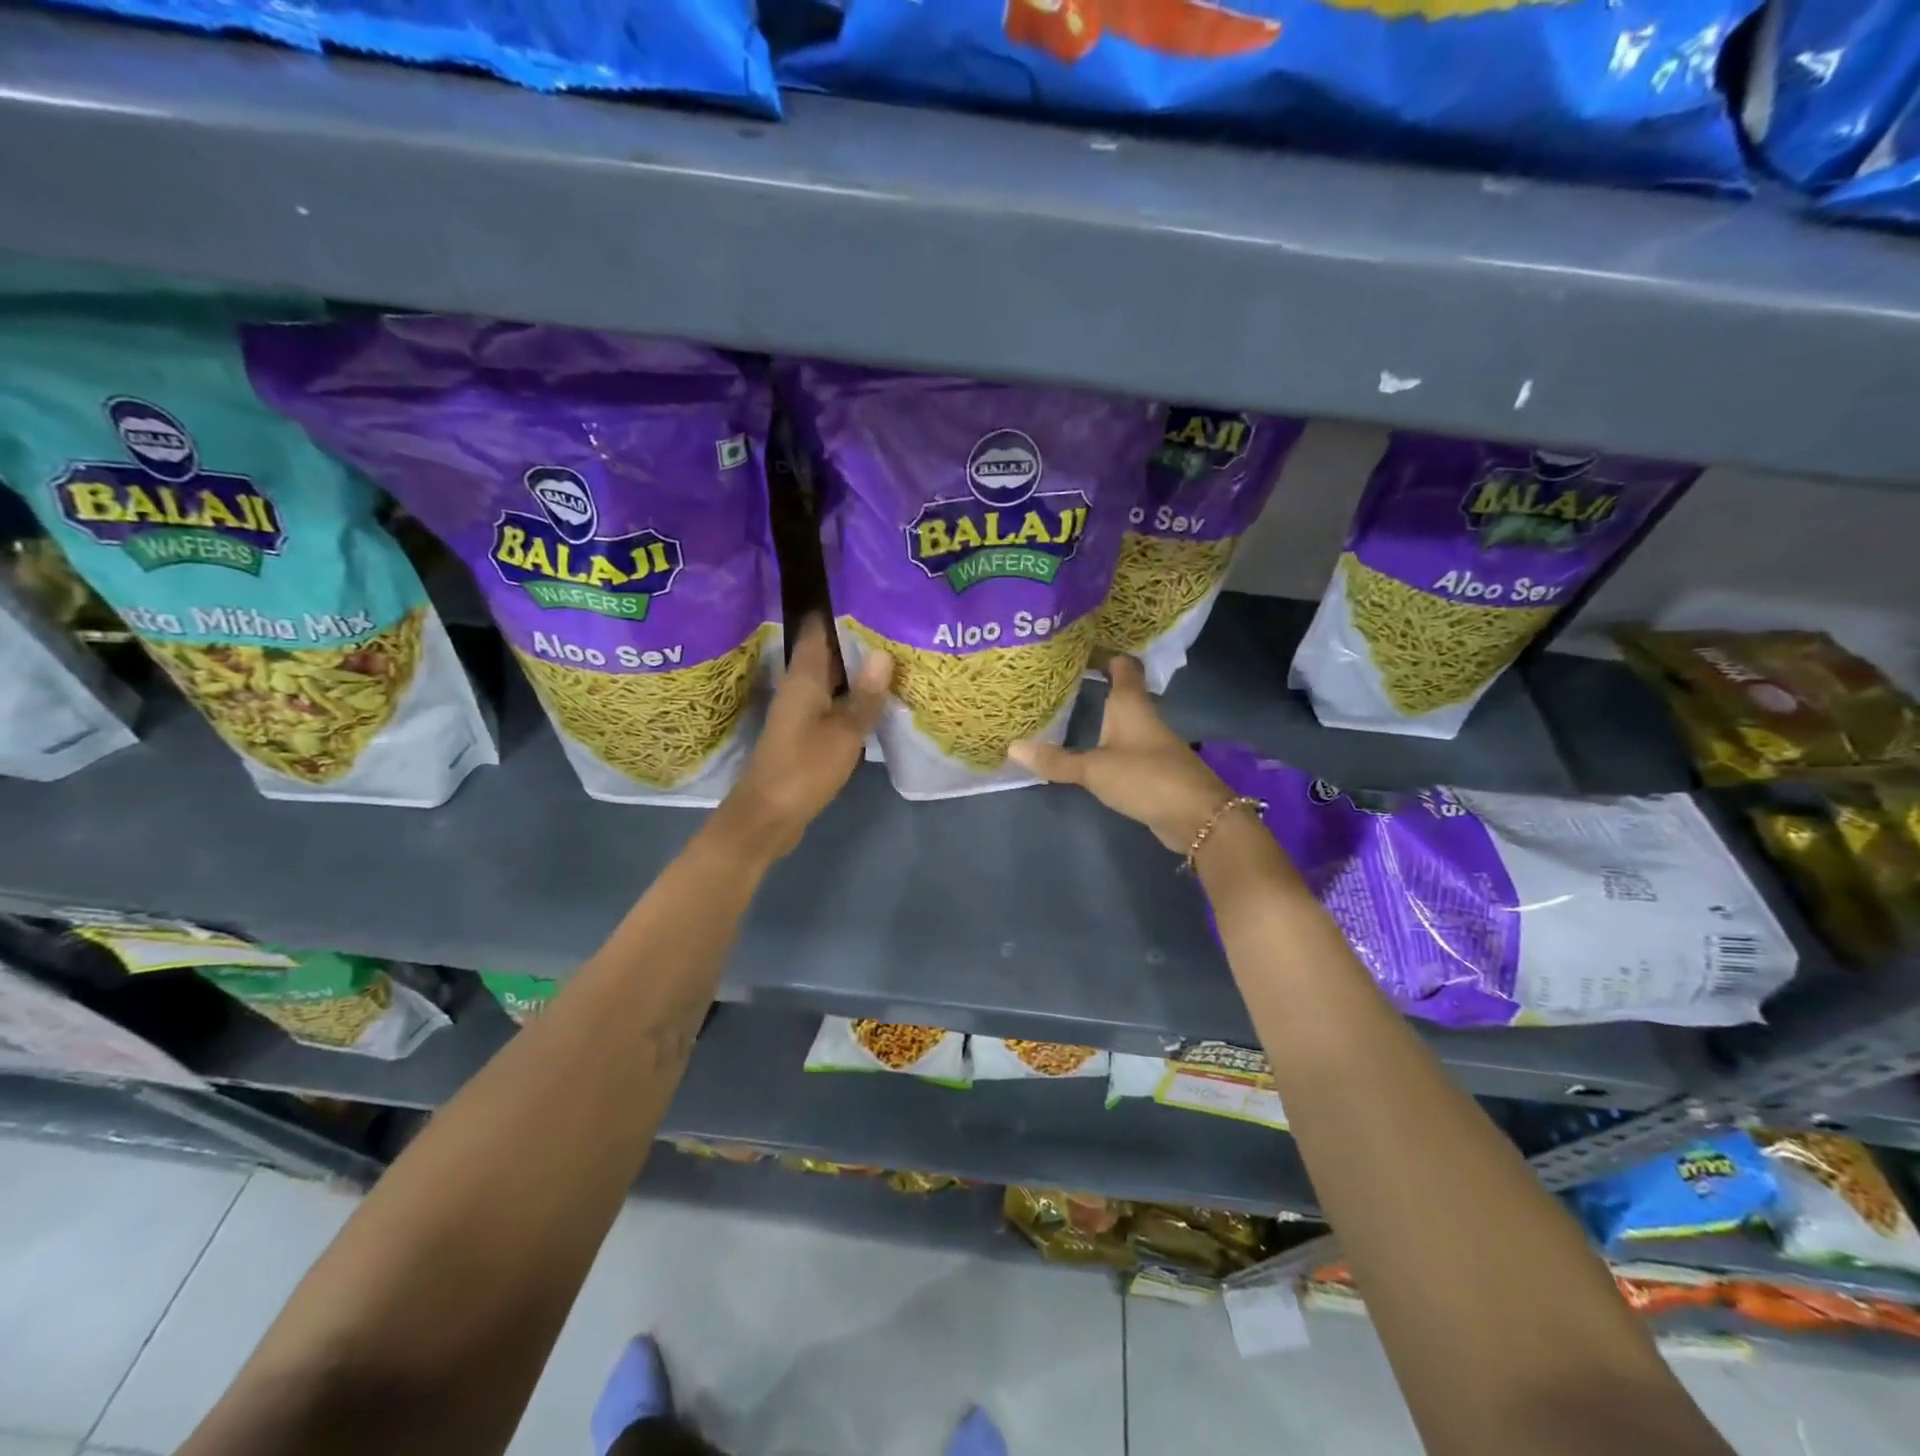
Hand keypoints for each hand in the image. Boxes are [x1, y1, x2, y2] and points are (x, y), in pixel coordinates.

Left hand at [717, 616, 890, 859]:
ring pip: (832, 680)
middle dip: (857, 640)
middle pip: (828, 654)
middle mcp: (799, 687)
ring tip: (895, 655)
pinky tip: (878, 699)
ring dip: (857, 671)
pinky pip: (832, 703)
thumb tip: (884, 653)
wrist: (769, 815)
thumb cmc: (805, 768)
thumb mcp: (845, 732)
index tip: (869, 595)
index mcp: (804, 678)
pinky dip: (853, 697)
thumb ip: (866, 695)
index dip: (839, 610)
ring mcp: (801, 711)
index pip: (818, 630)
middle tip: (895, 624)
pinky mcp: (805, 732)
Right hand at [1007, 655, 1231, 851]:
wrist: (1196, 816)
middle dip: (1096, 682)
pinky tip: (1089, 747)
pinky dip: (1108, 741)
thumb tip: (1012, 748)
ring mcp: (1151, 743)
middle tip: (1060, 679)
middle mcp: (1143, 717)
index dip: (1102, 654)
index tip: (1076, 648)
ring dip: (1101, 713)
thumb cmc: (1145, 778)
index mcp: (1130, 704)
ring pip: (1123, 719)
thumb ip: (1056, 760)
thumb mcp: (1094, 769)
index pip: (1121, 665)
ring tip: (1067, 708)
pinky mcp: (1154, 768)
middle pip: (1122, 690)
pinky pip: (1126, 745)